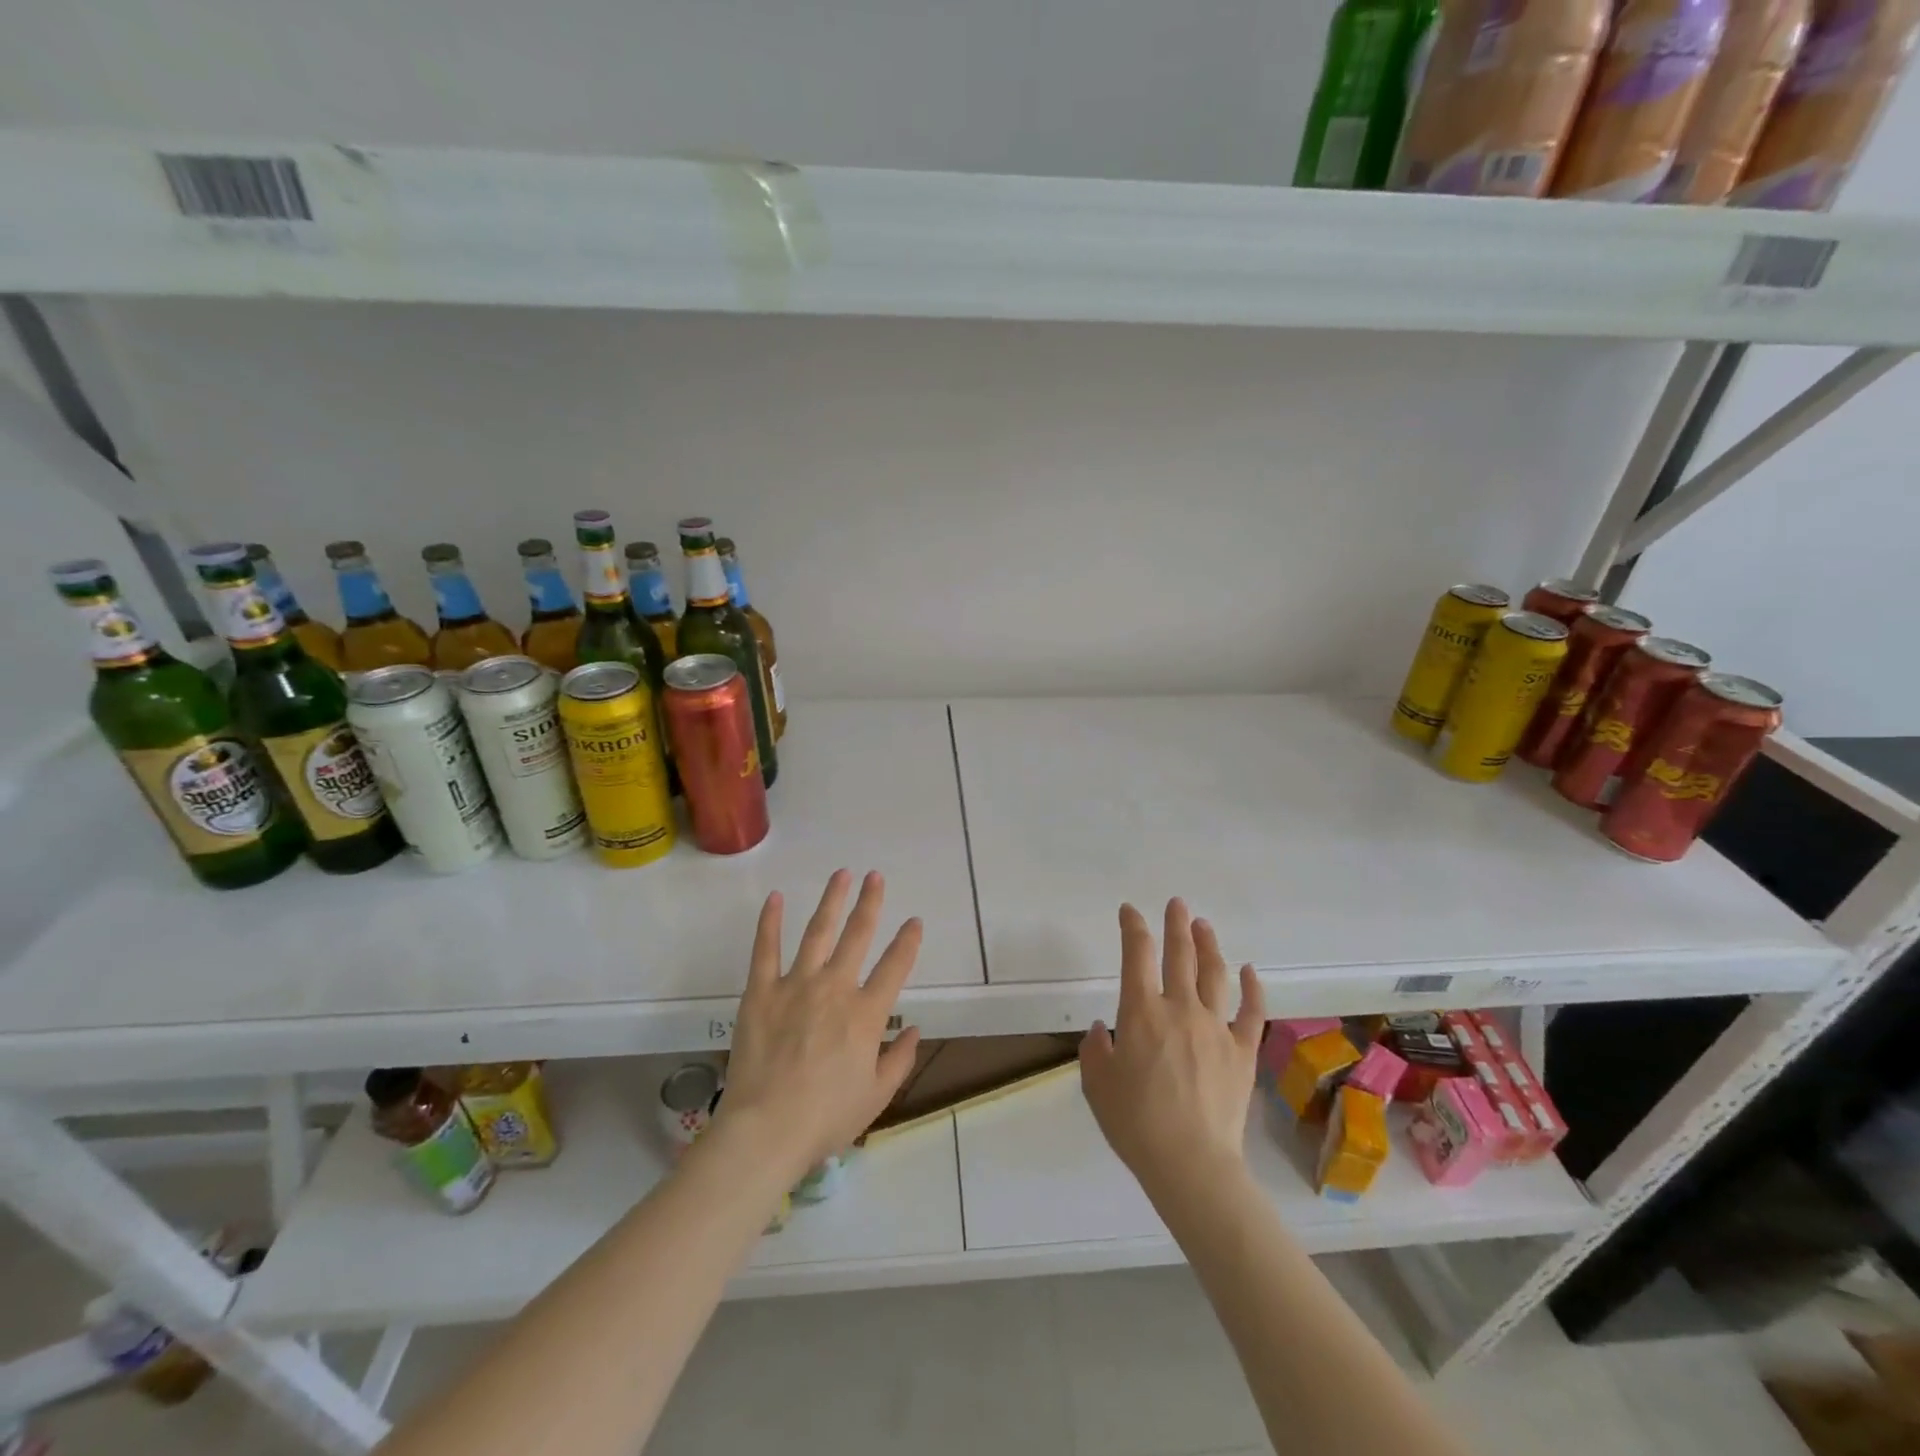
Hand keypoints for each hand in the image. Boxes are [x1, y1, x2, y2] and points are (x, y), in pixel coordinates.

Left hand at [714, 870, 923, 1179]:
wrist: (766, 1129)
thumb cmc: (825, 1118)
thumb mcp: (875, 1097)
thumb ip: (899, 1060)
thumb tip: (915, 1030)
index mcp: (866, 1014)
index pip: (895, 967)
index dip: (908, 941)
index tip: (914, 921)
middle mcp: (836, 988)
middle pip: (858, 935)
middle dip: (870, 903)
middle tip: (876, 877)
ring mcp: (796, 985)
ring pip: (818, 932)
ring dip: (832, 901)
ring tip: (841, 874)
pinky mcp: (761, 991)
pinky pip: (766, 949)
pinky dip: (771, 922)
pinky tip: (776, 898)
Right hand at [1080, 899, 1265, 1199]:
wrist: (1191, 1162)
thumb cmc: (1136, 1123)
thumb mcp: (1097, 1085)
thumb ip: (1095, 1051)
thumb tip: (1102, 1031)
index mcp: (1141, 1012)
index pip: (1135, 955)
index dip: (1132, 927)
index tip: (1129, 911)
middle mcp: (1180, 1008)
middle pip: (1179, 955)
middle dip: (1176, 925)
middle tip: (1176, 904)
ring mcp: (1216, 1027)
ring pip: (1214, 974)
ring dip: (1208, 945)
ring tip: (1203, 925)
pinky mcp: (1242, 1051)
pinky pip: (1251, 1012)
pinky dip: (1252, 988)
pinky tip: (1250, 970)